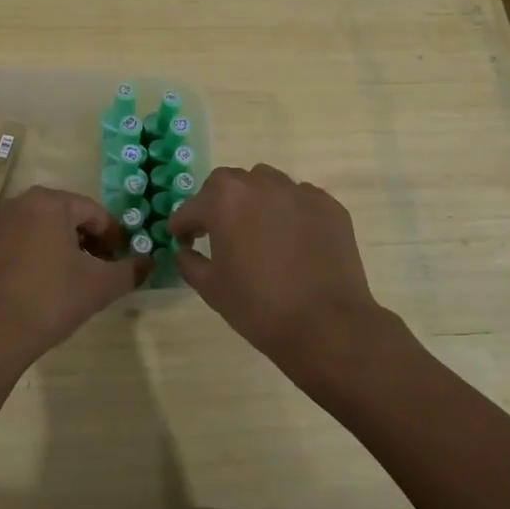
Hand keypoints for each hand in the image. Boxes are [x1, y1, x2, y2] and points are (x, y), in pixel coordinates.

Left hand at [0, 187, 138, 380]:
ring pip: (46, 229)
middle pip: (69, 217)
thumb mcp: (99, 286)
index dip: (115, 236)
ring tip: (80, 279)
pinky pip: (25, 241)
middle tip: (105, 269)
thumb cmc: (49, 300)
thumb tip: (149, 262)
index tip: (125, 258)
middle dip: (91, 241)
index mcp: (50, 202)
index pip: (95, 212)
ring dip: (68, 249)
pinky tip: (50, 284)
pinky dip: (43, 255)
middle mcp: (22, 203)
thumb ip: (130, 271)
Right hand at [172, 164, 393, 379]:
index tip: (182, 239)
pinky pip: (298, 199)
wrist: (326, 325)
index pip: (192, 207)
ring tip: (258, 230)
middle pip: (228, 183)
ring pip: (266, 183)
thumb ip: (189, 262)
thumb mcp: (211, 288)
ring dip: (254, 200)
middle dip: (216, 203)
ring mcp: (298, 191)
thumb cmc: (259, 307)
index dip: (182, 225)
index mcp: (225, 200)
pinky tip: (292, 240)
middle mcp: (260, 184)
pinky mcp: (327, 204)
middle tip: (218, 231)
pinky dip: (288, 212)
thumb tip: (185, 250)